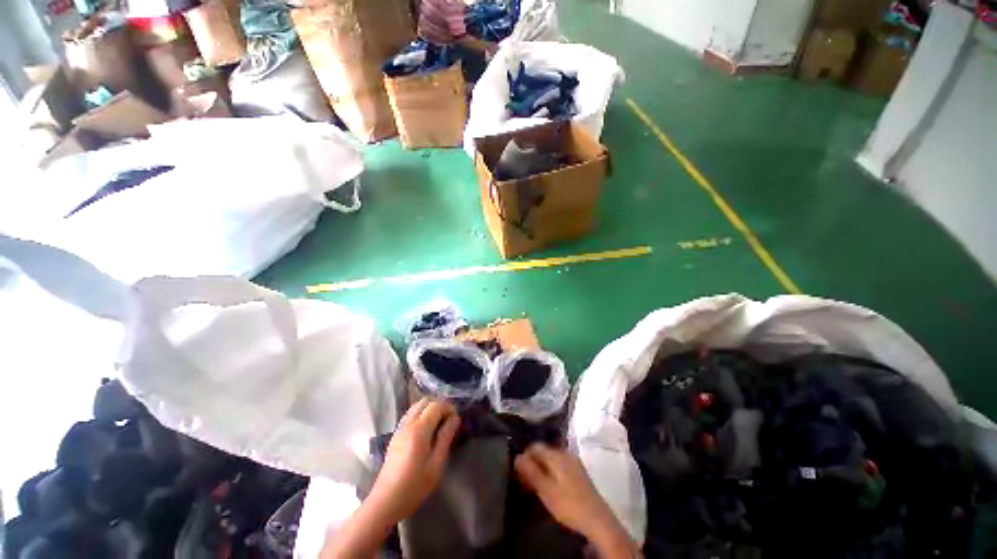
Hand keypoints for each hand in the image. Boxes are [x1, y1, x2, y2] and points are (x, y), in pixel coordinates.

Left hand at [367, 398, 460, 523]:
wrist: (385, 502)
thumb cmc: (414, 486)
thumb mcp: (436, 464)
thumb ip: (445, 437)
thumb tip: (455, 419)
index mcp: (419, 430)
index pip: (436, 405)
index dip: (449, 407)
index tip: (456, 419)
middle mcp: (408, 424)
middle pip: (425, 401)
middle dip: (439, 405)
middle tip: (448, 420)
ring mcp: (399, 429)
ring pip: (416, 406)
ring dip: (429, 409)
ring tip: (439, 424)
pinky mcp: (395, 436)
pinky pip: (410, 415)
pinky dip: (421, 414)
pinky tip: (426, 430)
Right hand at [515, 444, 638, 557]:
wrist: (598, 520)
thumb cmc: (569, 504)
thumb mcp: (546, 490)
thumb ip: (531, 472)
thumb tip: (517, 457)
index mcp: (557, 455)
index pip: (535, 446)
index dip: (524, 456)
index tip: (517, 471)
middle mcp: (565, 453)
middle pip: (544, 452)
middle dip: (533, 463)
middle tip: (524, 480)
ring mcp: (574, 462)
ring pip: (551, 459)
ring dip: (542, 468)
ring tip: (535, 485)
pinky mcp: (579, 472)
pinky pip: (559, 465)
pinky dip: (551, 472)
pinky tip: (549, 486)